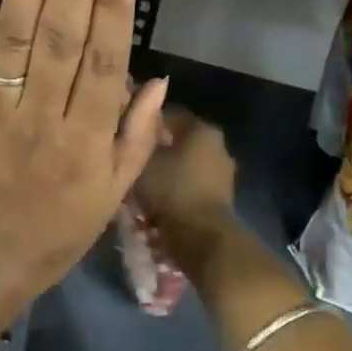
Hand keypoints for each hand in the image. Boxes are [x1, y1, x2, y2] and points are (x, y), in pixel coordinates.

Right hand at [132, 107, 236, 243]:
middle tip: (132, 162)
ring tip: (142, 186)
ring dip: (167, 173)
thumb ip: (141, 140)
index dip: (146, 123)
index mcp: (202, 129)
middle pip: (180, 142)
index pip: (170, 115)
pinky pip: (192, 187)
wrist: (201, 235)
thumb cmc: (171, 189)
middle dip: (157, 150)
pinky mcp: (222, 198)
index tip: (128, 135)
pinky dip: (177, 191)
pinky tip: (158, 202)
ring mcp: (223, 173)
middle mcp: (218, 146)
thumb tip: (139, 129)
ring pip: (186, 166)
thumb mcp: (143, 160)